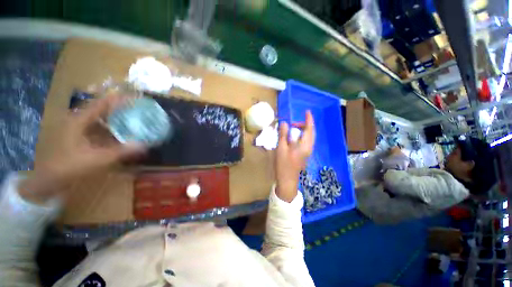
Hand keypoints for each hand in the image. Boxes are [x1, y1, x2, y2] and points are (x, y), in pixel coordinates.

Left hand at [20, 95, 145, 203]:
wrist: (49, 179)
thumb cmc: (70, 166)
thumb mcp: (97, 159)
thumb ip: (121, 151)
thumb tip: (145, 145)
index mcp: (80, 120)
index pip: (102, 103)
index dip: (119, 99)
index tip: (136, 98)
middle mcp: (79, 120)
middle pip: (102, 108)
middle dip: (121, 107)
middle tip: (138, 109)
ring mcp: (78, 128)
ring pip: (101, 118)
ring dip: (116, 118)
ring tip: (134, 119)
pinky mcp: (80, 136)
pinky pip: (98, 127)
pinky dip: (111, 128)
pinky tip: (122, 133)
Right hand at [275, 111, 314, 201]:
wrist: (287, 180)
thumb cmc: (283, 164)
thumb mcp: (281, 148)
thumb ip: (283, 135)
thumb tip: (285, 123)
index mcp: (304, 145)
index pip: (309, 129)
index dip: (309, 119)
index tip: (307, 111)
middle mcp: (309, 147)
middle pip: (311, 132)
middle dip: (305, 124)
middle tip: (295, 122)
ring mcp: (308, 152)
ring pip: (309, 137)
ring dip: (303, 130)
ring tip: (294, 128)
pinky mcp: (304, 154)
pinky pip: (306, 141)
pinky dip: (302, 136)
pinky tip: (294, 137)